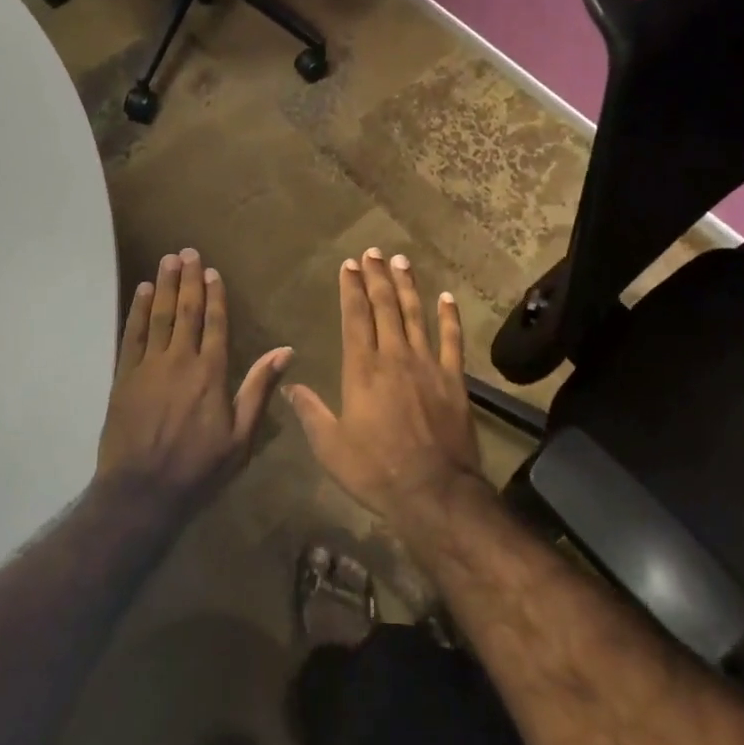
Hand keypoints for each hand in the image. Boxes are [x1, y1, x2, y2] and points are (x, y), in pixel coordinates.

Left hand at [98, 249, 292, 508]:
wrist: (141, 492)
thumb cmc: (198, 469)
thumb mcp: (241, 438)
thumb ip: (259, 390)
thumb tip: (285, 351)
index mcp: (211, 374)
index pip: (215, 324)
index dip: (215, 295)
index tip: (212, 271)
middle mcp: (180, 361)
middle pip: (186, 311)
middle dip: (189, 280)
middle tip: (187, 251)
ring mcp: (149, 367)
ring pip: (159, 316)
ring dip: (165, 285)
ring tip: (168, 260)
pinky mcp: (124, 377)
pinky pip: (132, 335)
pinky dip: (138, 311)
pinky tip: (143, 291)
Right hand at [285, 249, 482, 521]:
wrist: (434, 492)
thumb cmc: (376, 471)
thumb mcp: (330, 447)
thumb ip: (310, 412)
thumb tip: (289, 384)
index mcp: (362, 369)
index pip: (355, 317)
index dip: (351, 288)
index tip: (349, 265)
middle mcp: (394, 357)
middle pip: (385, 307)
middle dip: (377, 276)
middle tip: (373, 252)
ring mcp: (428, 365)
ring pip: (416, 315)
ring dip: (408, 286)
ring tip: (401, 261)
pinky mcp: (454, 379)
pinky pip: (452, 340)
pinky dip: (449, 317)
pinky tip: (446, 297)